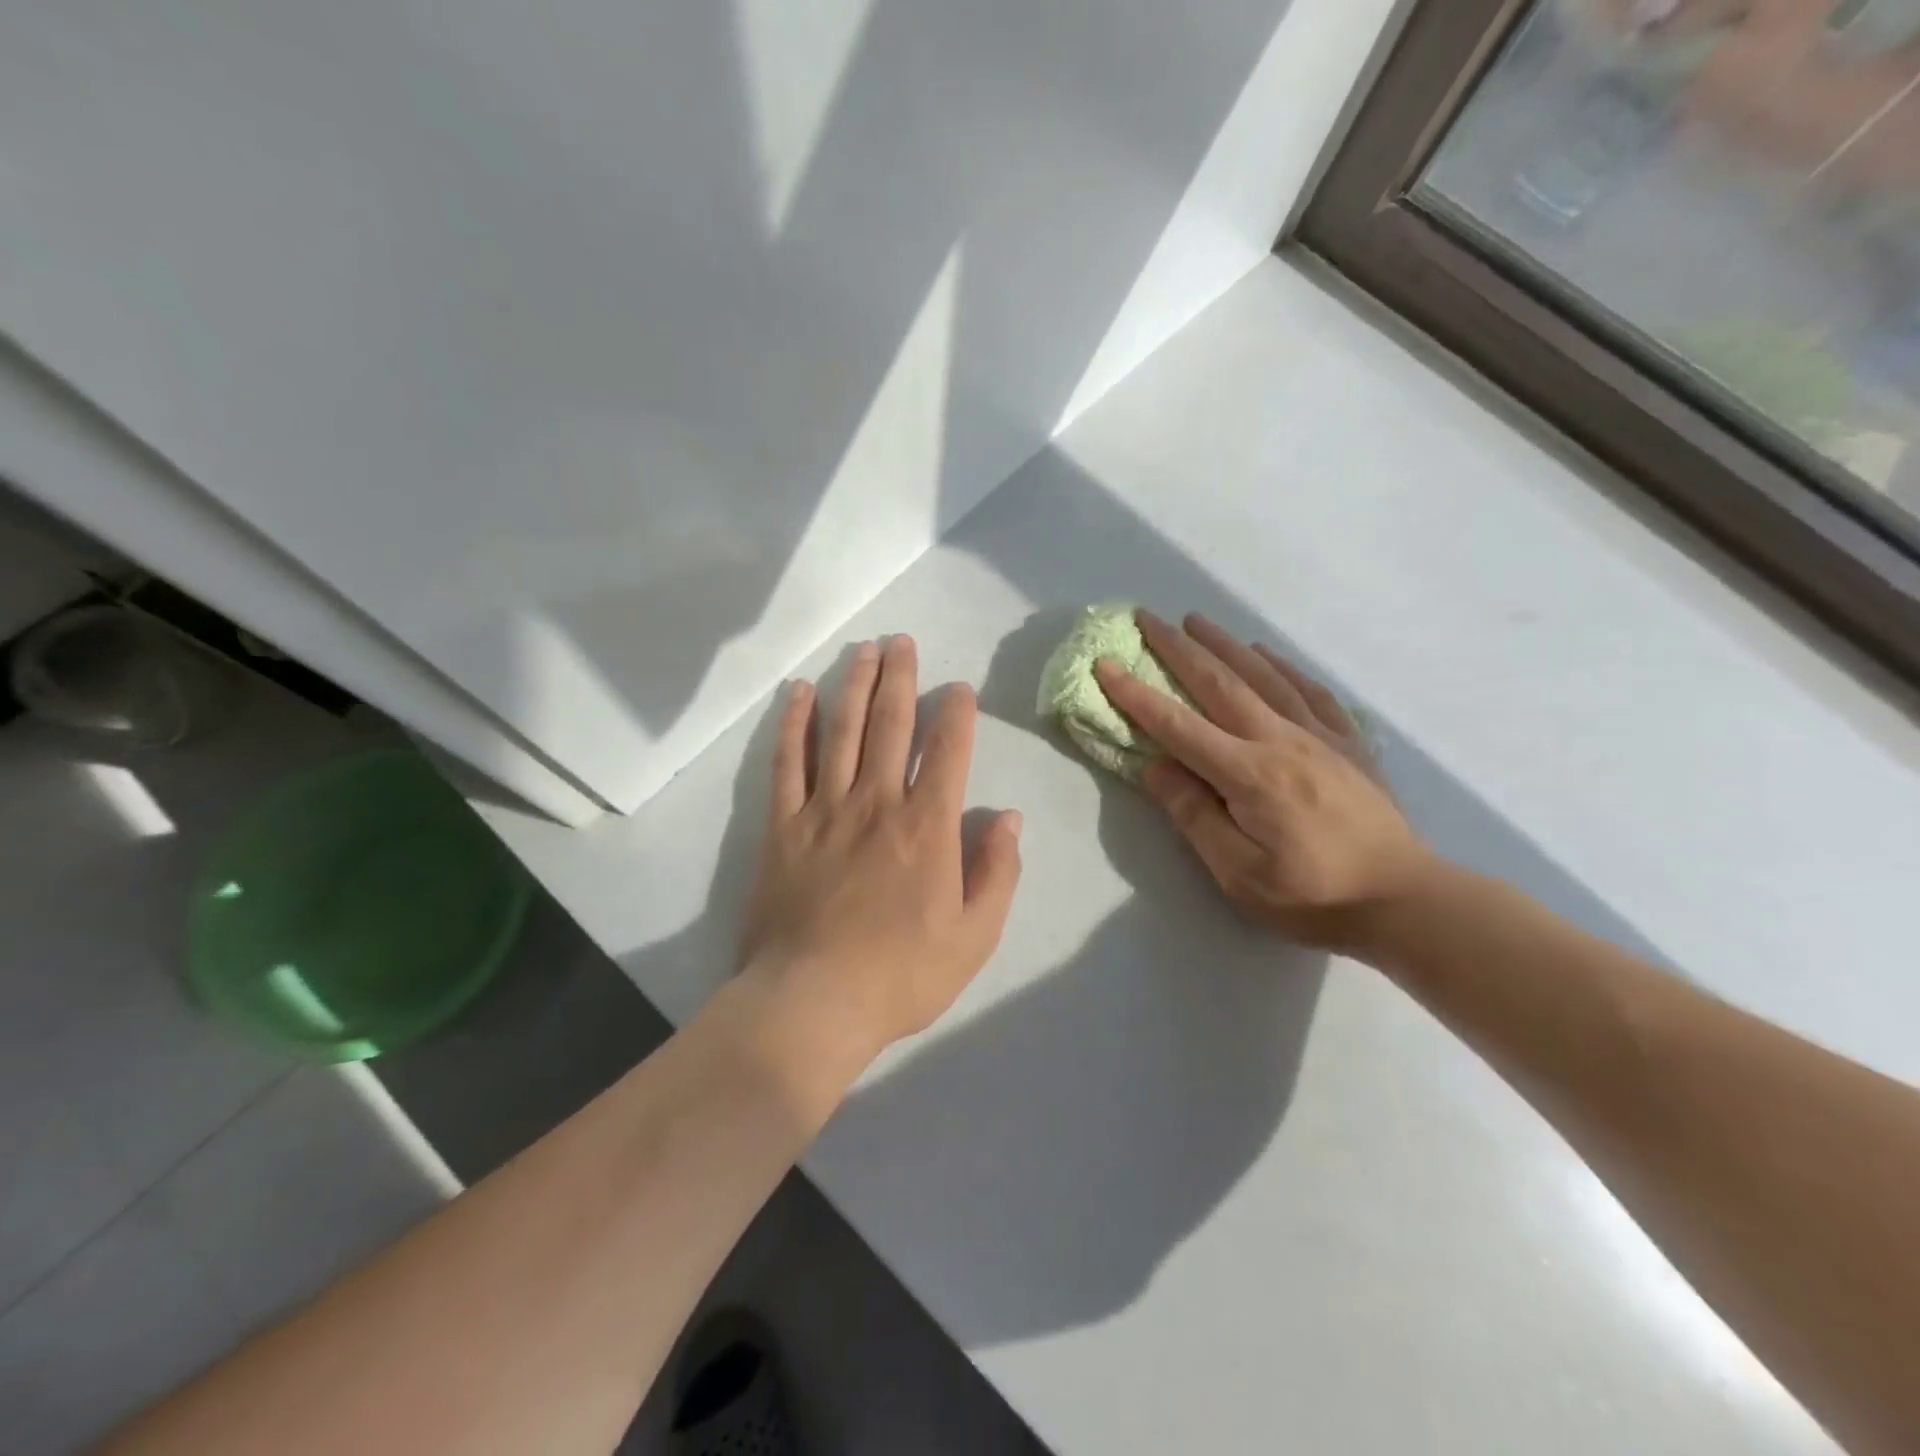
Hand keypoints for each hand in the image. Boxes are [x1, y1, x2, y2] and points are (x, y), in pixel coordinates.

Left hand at [740, 636, 1023, 1062]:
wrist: (812, 1003)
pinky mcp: (783, 826)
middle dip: (900, 678)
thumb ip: (997, 872)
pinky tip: (801, 693)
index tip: (958, 688)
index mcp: (927, 827)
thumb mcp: (975, 936)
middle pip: (890, 724)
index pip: (947, 751)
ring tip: (863, 649)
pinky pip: (788, 763)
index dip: (956, 714)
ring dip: (854, 685)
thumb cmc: (901, 975)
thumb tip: (1008, 817)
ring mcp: (824, 810)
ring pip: (841, 731)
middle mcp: (877, 802)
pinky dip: (795, 724)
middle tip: (901, 641)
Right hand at [1094, 611, 1435, 950]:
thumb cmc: (1312, 897)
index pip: (1178, 726)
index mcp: (1249, 775)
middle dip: (1178, 648)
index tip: (1106, 665)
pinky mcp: (1348, 742)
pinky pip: (1310, 691)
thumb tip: (1156, 767)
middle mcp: (1281, 741)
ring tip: (1197, 620)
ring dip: (1225, 644)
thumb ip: (1194, 816)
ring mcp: (1320, 736)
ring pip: (1263, 676)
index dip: (1137, 695)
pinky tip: (1265, 654)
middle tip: (1147, 618)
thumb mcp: (1238, 874)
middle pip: (1220, 684)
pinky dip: (1282, 666)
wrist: (1403, 900)